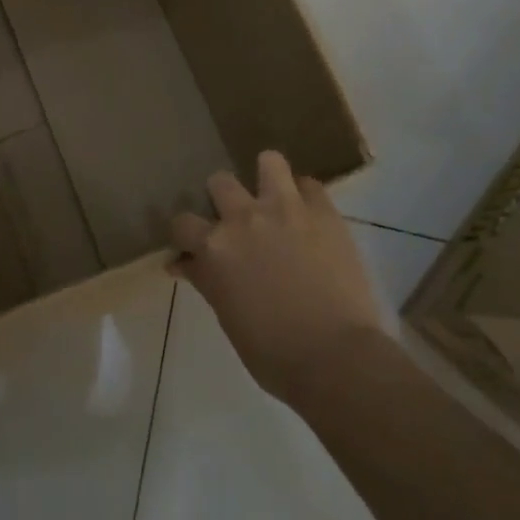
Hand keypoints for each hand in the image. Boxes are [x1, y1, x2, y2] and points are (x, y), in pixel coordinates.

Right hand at [171, 151, 385, 405]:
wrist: (337, 358)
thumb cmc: (274, 354)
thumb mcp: (228, 318)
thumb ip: (206, 281)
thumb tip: (182, 263)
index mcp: (215, 247)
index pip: (182, 223)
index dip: (186, 235)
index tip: (193, 247)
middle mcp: (244, 217)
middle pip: (219, 182)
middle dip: (222, 199)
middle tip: (237, 224)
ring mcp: (286, 208)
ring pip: (268, 161)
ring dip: (267, 178)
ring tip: (274, 199)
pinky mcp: (323, 211)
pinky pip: (310, 185)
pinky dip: (306, 197)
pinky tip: (309, 217)